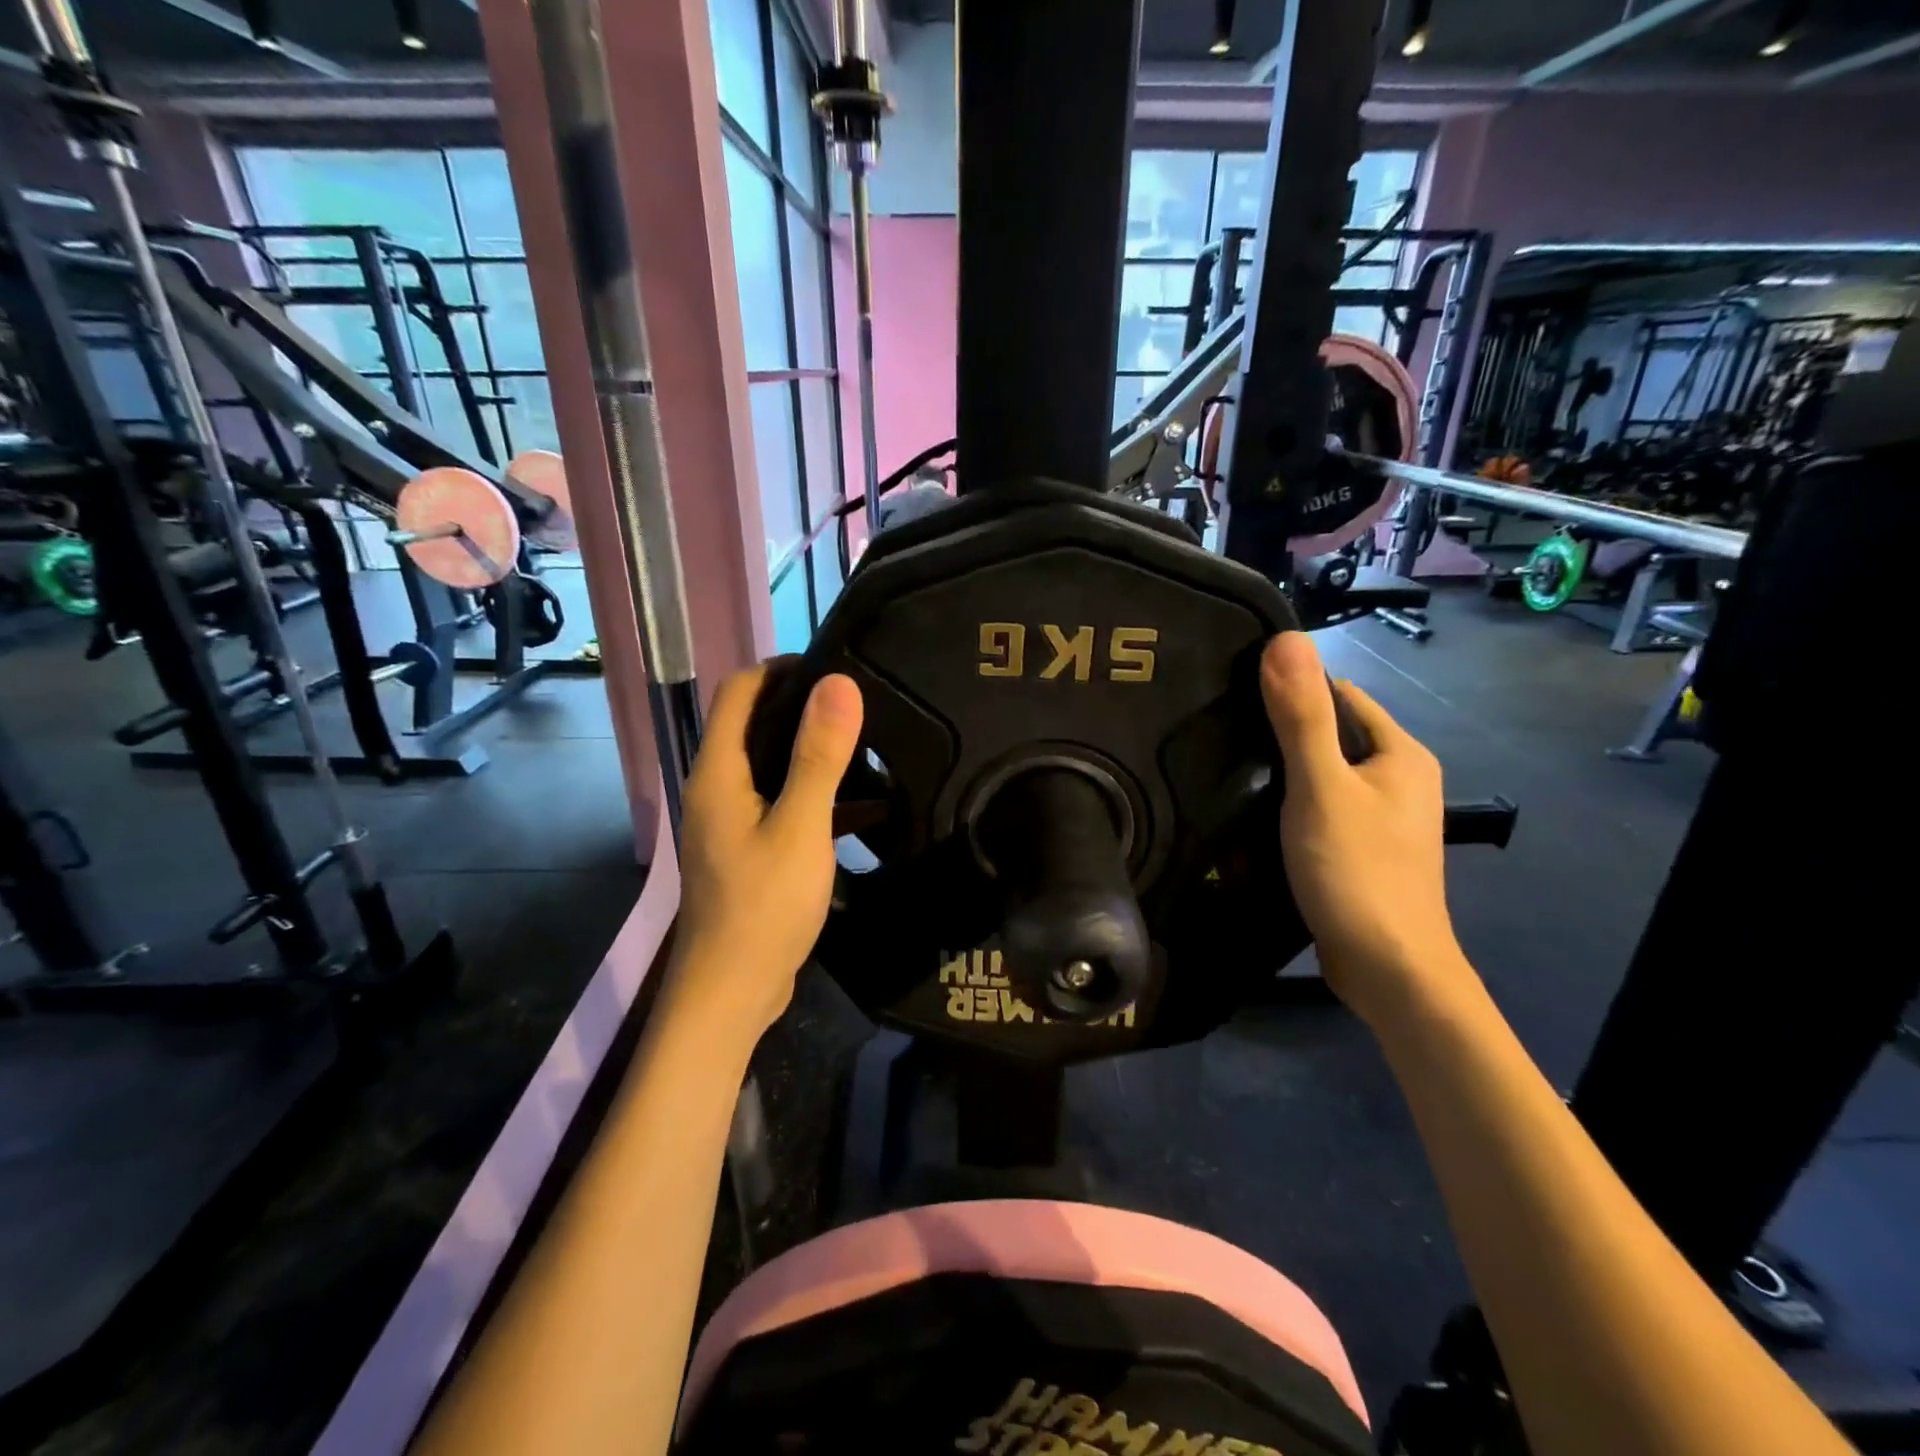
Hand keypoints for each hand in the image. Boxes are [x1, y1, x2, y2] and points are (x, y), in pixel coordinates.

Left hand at [672, 666, 863, 1035]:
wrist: (731, 993)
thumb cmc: (762, 906)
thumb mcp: (800, 827)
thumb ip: (819, 755)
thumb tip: (837, 683)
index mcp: (719, 772)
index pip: (739, 692)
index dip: (781, 669)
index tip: (835, 667)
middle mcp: (718, 789)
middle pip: (757, 726)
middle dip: (805, 710)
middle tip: (863, 706)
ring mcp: (733, 823)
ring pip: (775, 769)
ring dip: (817, 756)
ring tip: (871, 749)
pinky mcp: (750, 851)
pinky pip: (785, 806)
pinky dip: (818, 799)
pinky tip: (865, 808)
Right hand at [1260, 632, 1466, 1023]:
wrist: (1387, 969)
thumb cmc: (1357, 870)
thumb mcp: (1321, 787)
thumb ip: (1301, 716)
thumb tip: (1285, 638)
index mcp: (1401, 753)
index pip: (1340, 695)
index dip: (1290, 689)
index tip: (1233, 694)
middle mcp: (1399, 779)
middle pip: (1330, 736)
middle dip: (1280, 733)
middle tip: (1219, 734)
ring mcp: (1382, 819)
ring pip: (1321, 776)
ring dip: (1280, 773)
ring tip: (1225, 769)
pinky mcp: (1361, 850)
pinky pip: (1320, 809)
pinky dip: (1289, 806)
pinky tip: (1252, 815)